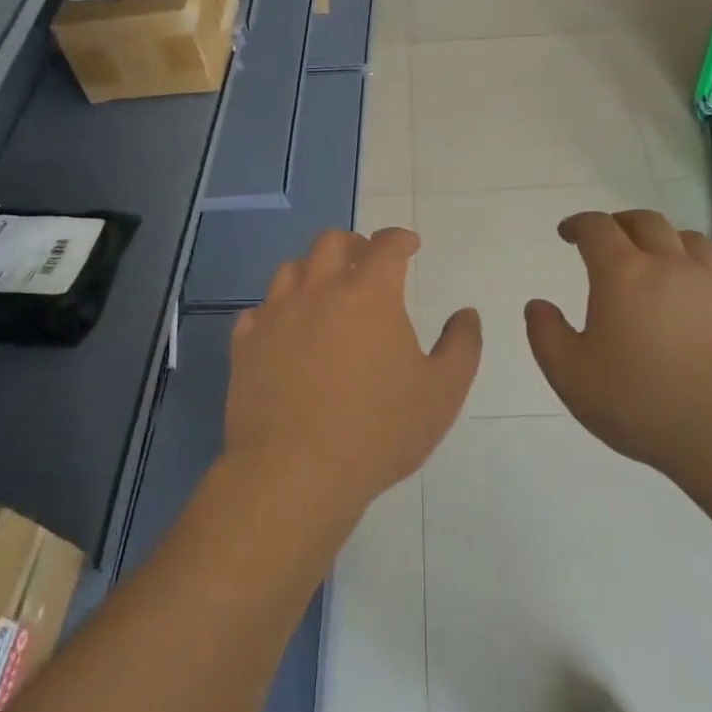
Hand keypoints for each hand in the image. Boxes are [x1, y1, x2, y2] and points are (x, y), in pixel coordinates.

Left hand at [224, 228, 480, 518]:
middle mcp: (319, 291)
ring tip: (325, 293)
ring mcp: (276, 315)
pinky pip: (259, 310)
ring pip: (290, 269)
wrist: (295, 472)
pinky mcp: (245, 344)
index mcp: (369, 294)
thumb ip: (462, 346)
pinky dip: (276, 311)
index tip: (409, 245)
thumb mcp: (442, 393)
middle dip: (354, 244)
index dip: (401, 239)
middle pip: (331, 242)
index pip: (386, 245)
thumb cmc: (377, 430)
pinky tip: (286, 331)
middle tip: (367, 263)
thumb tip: (466, 313)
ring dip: (313, 271)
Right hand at [525, 211, 711, 473]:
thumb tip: (538, 305)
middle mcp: (672, 267)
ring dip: (671, 240)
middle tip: (609, 238)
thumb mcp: (570, 376)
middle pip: (648, 222)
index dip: (579, 224)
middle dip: (622, 223)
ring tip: (660, 257)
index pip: (597, 229)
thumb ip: (546, 335)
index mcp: (623, 275)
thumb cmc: (640, 403)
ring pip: (695, 242)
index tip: (567, 233)